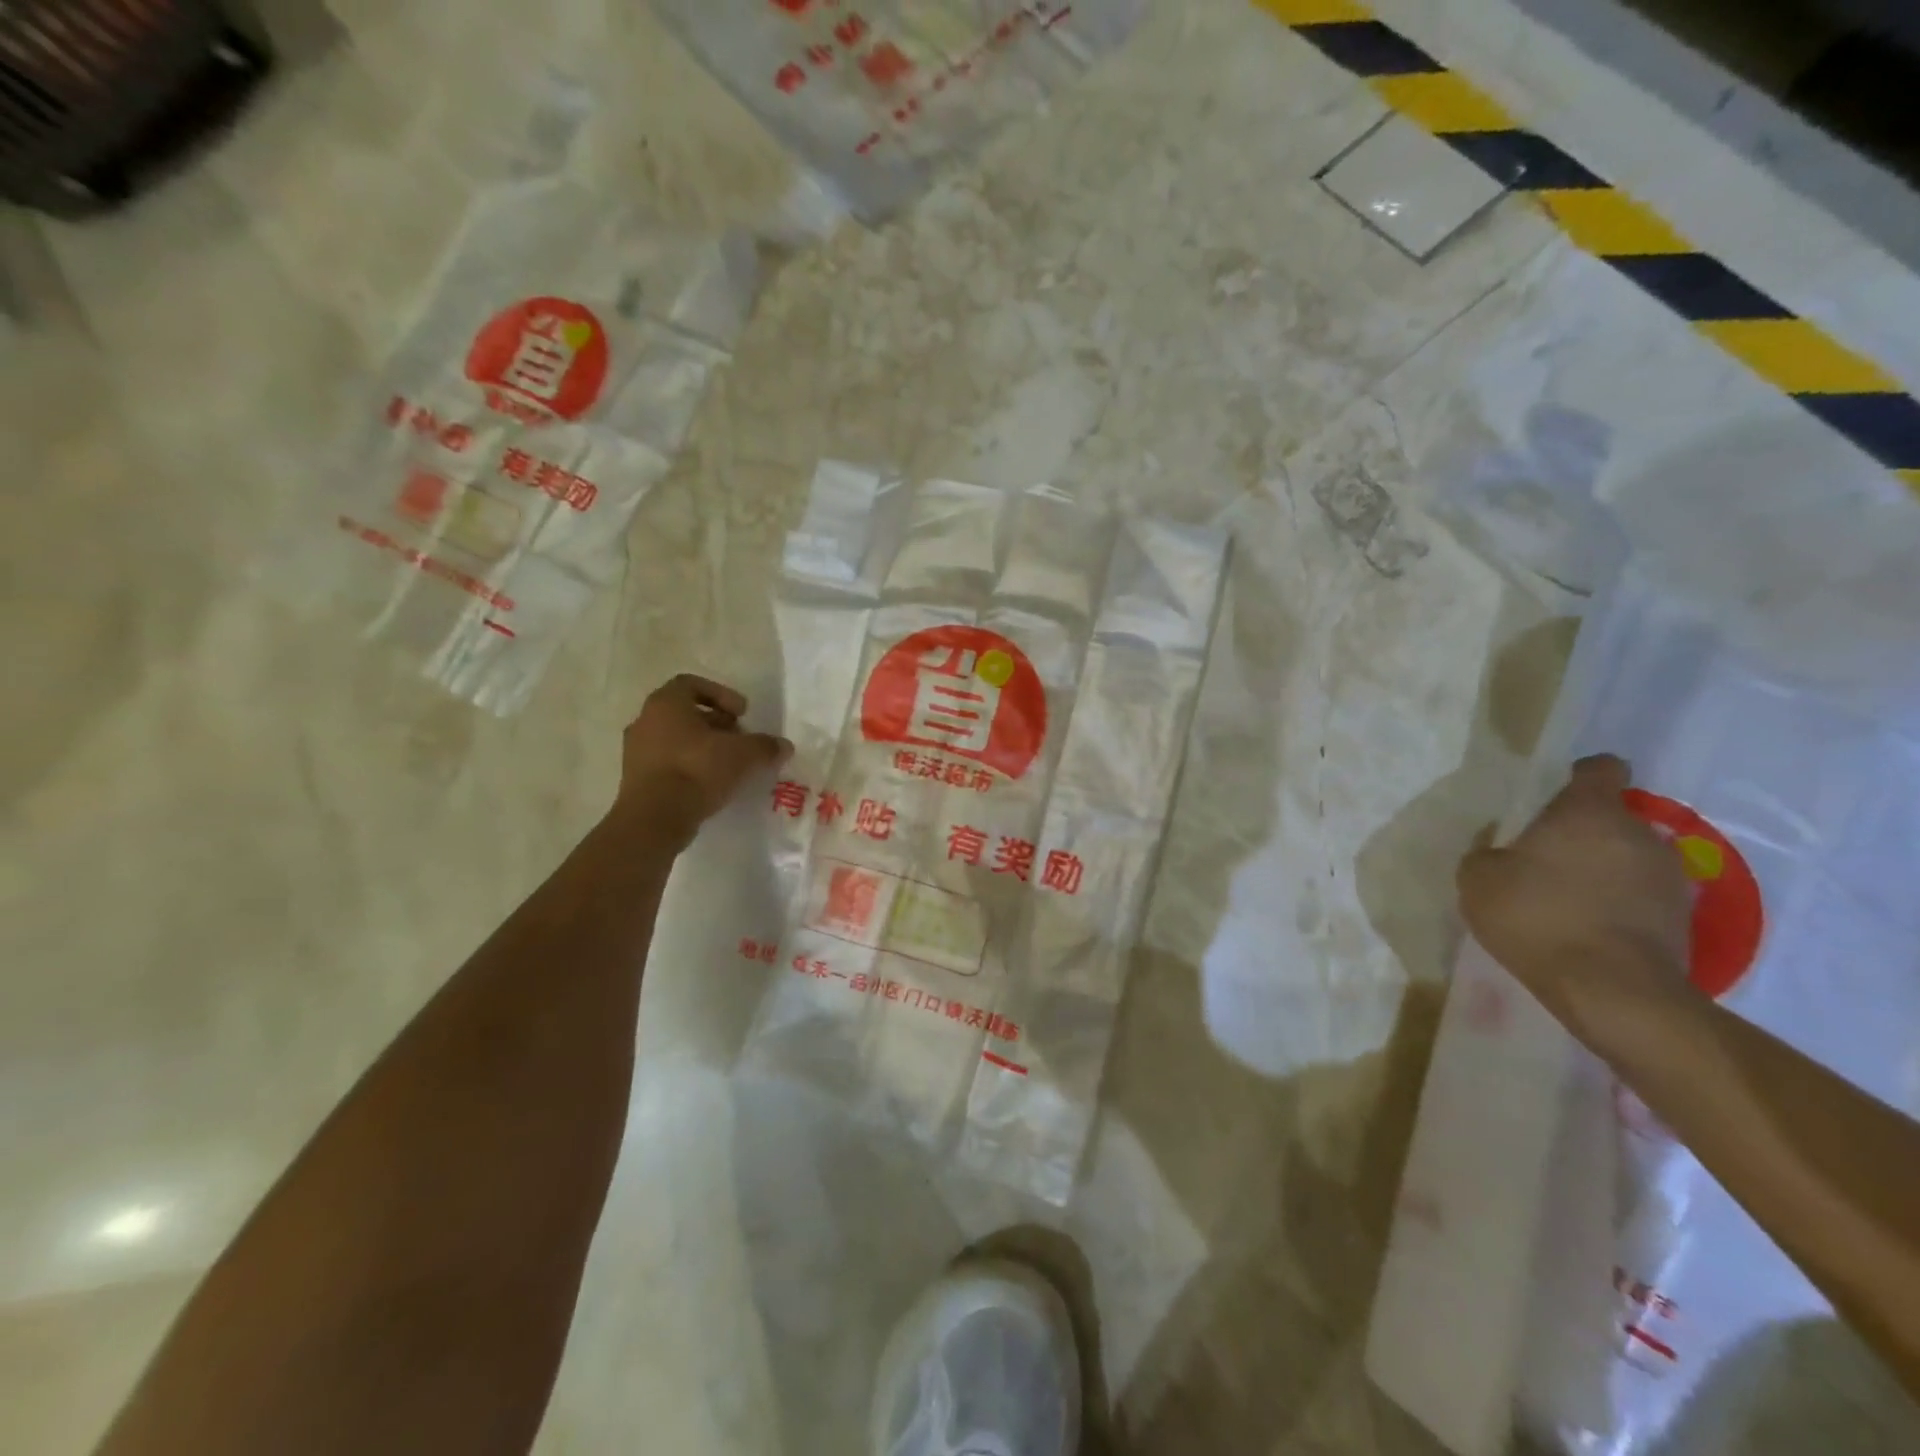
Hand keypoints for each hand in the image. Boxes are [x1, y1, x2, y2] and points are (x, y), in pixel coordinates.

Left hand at [615, 675, 791, 845]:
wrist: (653, 819)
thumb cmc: (697, 770)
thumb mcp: (743, 755)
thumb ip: (765, 746)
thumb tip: (783, 746)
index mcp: (666, 703)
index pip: (692, 684)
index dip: (722, 694)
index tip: (742, 713)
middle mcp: (645, 721)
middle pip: (684, 713)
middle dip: (716, 723)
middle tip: (739, 739)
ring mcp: (636, 751)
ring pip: (675, 738)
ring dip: (702, 746)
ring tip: (728, 764)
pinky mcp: (636, 779)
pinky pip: (667, 763)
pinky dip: (689, 767)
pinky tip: (710, 784)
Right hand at [1457, 755, 1693, 1027]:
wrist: (1612, 990)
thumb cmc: (1537, 917)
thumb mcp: (1477, 880)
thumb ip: (1485, 853)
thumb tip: (1499, 850)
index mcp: (1588, 813)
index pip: (1601, 769)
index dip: (1581, 774)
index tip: (1559, 790)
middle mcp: (1638, 833)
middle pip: (1611, 818)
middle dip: (1583, 833)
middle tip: (1545, 860)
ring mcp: (1668, 876)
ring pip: (1628, 857)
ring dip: (1603, 869)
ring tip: (1568, 899)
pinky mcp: (1682, 917)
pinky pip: (1641, 895)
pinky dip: (1619, 903)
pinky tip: (1589, 928)